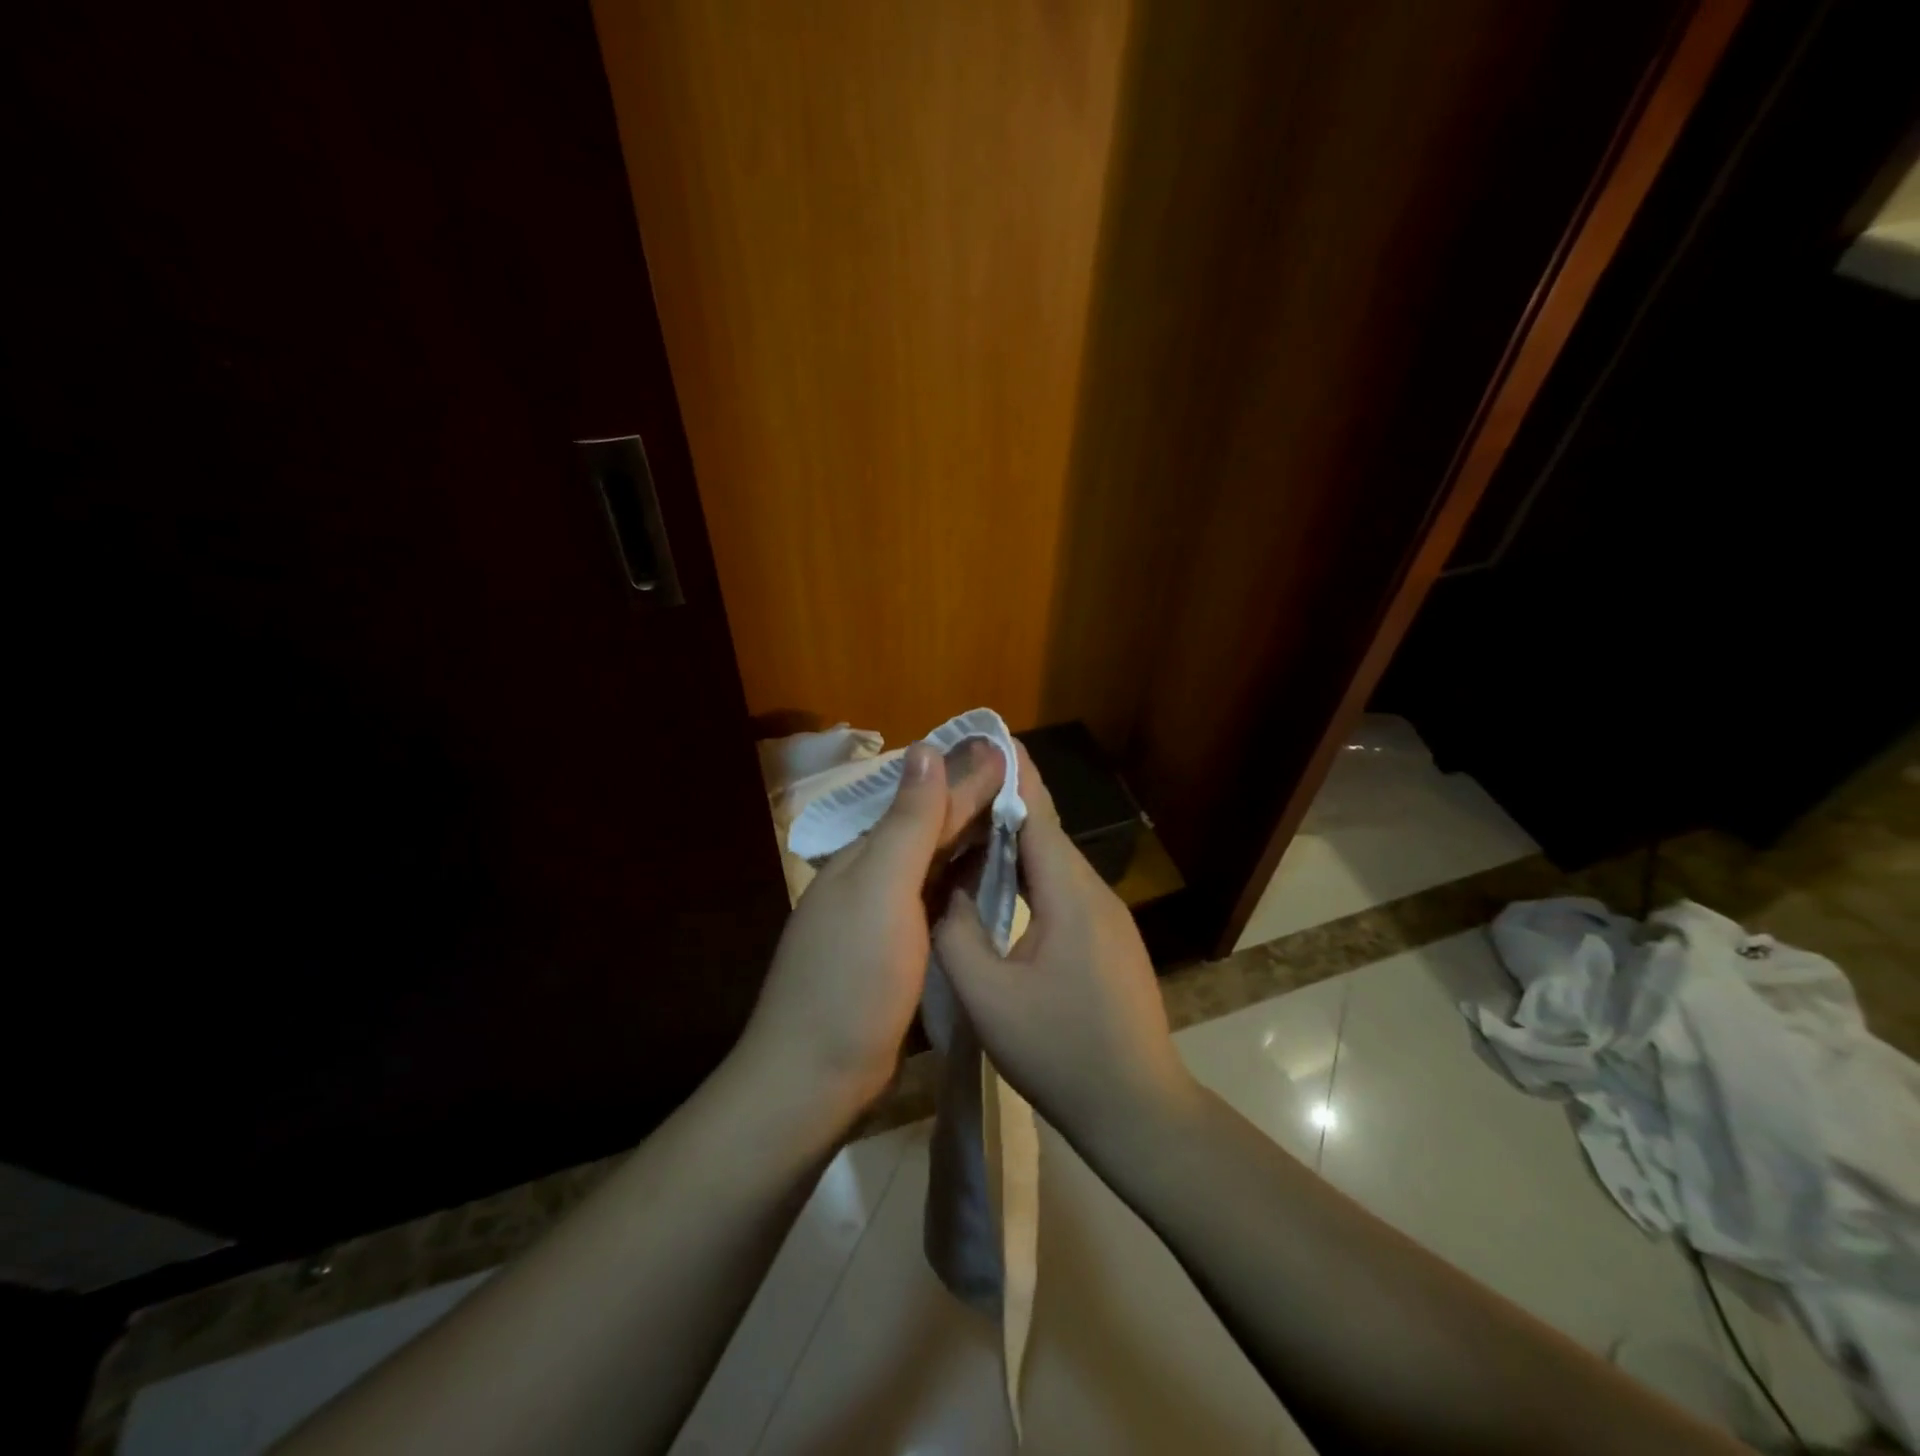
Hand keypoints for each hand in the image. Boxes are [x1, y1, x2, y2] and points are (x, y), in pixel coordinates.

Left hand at [738, 738, 1005, 1126]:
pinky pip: (935, 901)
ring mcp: (881, 918)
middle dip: (971, 800)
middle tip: (1020, 777)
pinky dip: (962, 881)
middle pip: (929, 829)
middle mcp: (871, 878)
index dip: (968, 777)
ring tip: (1013, 817)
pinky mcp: (895, 953)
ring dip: (969, 837)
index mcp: (866, 856)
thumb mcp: (881, 890)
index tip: (1007, 749)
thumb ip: (907, 823)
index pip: (926, 803)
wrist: (814, 1077)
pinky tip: (986, 878)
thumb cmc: (852, 978)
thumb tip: (926, 750)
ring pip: (933, 864)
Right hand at [933, 747, 1196, 1147]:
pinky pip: (1063, 889)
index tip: (985, 736)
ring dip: (1015, 838)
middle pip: (1046, 831)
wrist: (1137, 1110)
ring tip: (970, 821)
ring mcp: (1107, 917)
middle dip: (1005, 798)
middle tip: (959, 779)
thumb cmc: (1060, 1052)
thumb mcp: (987, 997)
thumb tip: (941, 887)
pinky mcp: (1107, 940)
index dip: (1011, 773)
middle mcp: (1094, 892)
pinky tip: (1001, 881)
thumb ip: (955, 932)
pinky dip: (1029, 872)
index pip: (1037, 813)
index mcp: (1069, 894)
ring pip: (1054, 862)